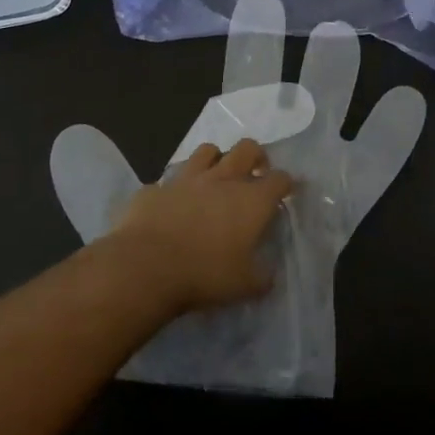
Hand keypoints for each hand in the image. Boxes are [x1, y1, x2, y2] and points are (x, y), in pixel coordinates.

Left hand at [108, 139, 292, 313]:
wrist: (146, 265)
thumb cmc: (205, 274)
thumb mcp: (244, 285)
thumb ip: (261, 276)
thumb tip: (268, 274)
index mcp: (251, 200)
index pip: (280, 179)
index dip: (287, 184)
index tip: (288, 191)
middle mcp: (223, 179)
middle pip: (247, 148)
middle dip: (256, 156)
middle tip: (255, 173)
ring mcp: (187, 178)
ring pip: (207, 151)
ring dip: (216, 160)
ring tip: (215, 178)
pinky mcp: (157, 187)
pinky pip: (170, 179)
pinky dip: (176, 188)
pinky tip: (174, 204)